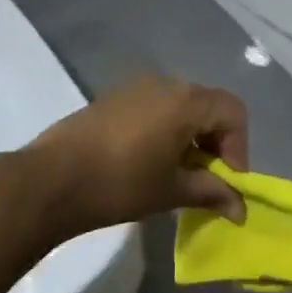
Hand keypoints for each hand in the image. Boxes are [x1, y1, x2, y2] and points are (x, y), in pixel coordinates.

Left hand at [24, 77, 249, 239]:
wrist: (51, 180)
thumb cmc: (121, 183)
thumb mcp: (172, 191)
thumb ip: (211, 192)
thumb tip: (241, 208)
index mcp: (186, 101)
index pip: (233, 112)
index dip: (239, 147)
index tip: (227, 181)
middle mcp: (165, 84)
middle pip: (208, 105)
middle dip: (216, 142)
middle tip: (207, 179)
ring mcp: (136, 88)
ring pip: (180, 106)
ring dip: (190, 136)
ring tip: (178, 173)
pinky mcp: (113, 98)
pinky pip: (154, 108)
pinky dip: (165, 130)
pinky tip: (149, 162)